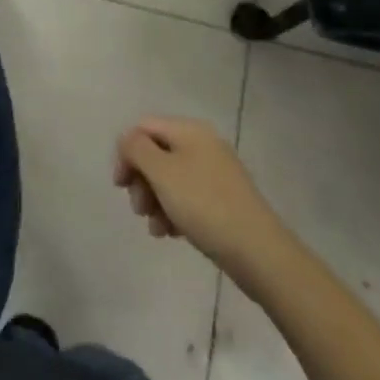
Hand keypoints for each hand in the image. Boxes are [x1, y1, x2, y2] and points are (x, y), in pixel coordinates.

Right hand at [114, 117, 280, 270]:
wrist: (258, 251)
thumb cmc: (204, 205)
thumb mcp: (162, 172)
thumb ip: (137, 149)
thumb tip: (128, 141)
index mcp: (189, 130)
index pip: (144, 128)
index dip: (126, 153)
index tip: (120, 186)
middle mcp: (203, 144)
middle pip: (156, 153)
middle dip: (141, 180)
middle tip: (139, 210)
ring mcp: (215, 172)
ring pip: (170, 178)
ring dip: (155, 201)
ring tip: (157, 228)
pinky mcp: (222, 199)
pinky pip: (187, 197)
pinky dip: (174, 212)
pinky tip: (171, 233)